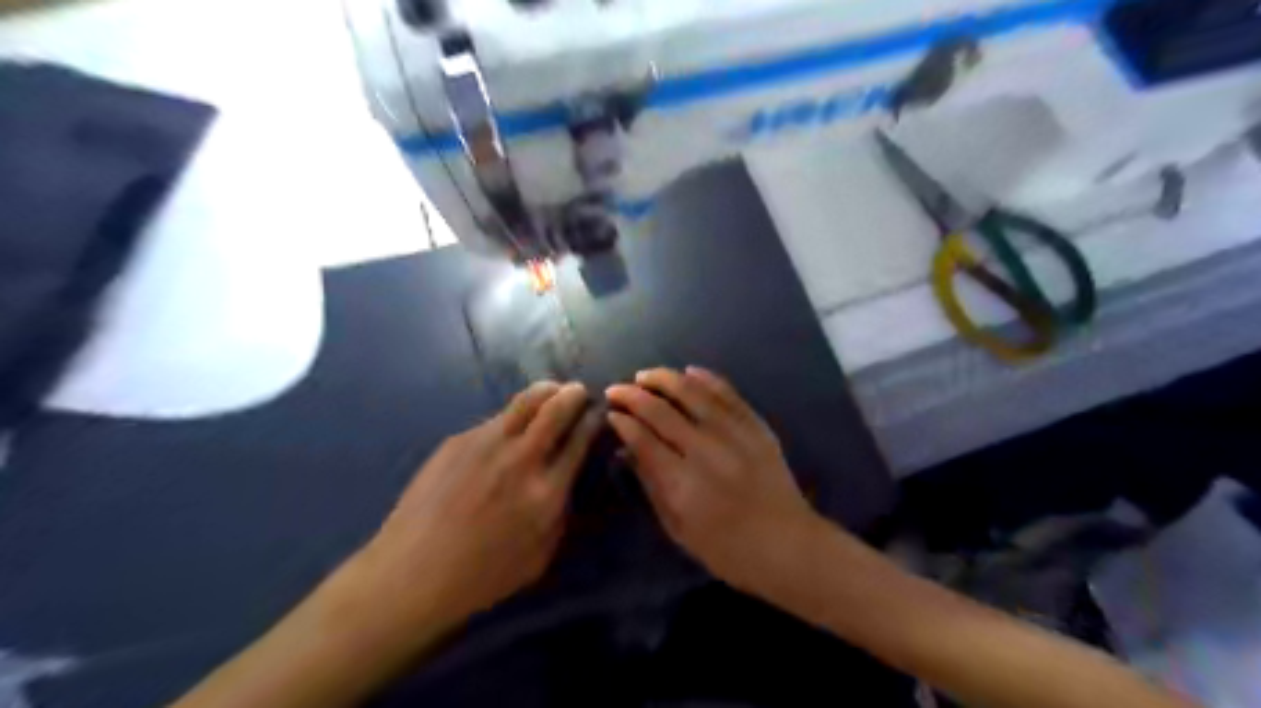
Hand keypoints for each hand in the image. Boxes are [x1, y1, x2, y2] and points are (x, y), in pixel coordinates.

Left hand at [342, 382, 599, 635]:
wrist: (412, 573)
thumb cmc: (482, 576)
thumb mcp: (540, 556)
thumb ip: (559, 513)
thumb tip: (565, 480)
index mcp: (546, 491)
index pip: (580, 439)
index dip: (593, 420)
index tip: (597, 412)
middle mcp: (521, 458)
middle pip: (556, 408)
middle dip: (574, 394)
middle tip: (578, 392)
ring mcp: (486, 443)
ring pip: (526, 400)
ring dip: (546, 391)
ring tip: (552, 391)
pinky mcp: (458, 440)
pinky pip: (496, 419)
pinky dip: (512, 417)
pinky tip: (508, 430)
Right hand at [606, 371, 824, 597]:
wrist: (787, 545)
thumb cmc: (726, 549)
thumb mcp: (678, 528)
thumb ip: (651, 485)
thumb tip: (628, 451)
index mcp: (681, 482)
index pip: (642, 438)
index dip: (623, 422)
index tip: (610, 413)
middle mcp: (704, 450)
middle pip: (661, 410)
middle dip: (633, 395)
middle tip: (617, 389)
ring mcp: (733, 433)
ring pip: (692, 392)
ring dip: (664, 378)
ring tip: (646, 375)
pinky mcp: (756, 426)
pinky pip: (727, 393)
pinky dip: (706, 378)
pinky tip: (689, 372)